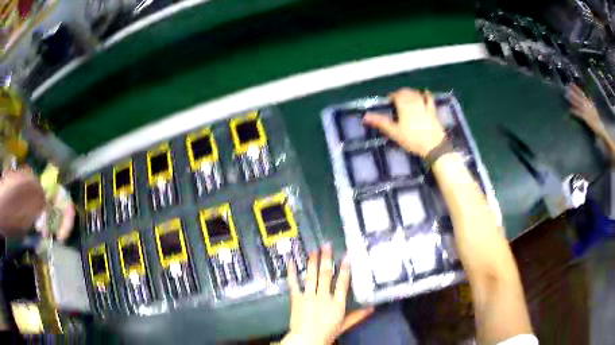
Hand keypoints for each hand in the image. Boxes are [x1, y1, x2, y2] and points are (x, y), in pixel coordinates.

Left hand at [281, 244, 373, 344]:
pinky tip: (290, 261)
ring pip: (312, 276)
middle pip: (326, 275)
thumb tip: (372, 308)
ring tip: (313, 249)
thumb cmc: (327, 333)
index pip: (343, 283)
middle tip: (327, 245)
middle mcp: (323, 296)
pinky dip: (292, 272)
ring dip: (313, 262)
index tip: (346, 256)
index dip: (345, 269)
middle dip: (327, 259)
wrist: (306, 339)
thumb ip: (358, 315)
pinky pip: (294, 283)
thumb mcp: (345, 325)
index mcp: (337, 303)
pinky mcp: (296, 298)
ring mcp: (309, 296)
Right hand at [364, 88, 444, 156]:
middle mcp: (414, 102)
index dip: (392, 96)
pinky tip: (425, 92)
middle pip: (406, 93)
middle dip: (401, 93)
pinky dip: (426, 94)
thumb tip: (365, 117)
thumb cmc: (412, 139)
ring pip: (416, 94)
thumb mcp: (394, 132)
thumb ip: (381, 122)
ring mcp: (424, 106)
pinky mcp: (432, 111)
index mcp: (403, 106)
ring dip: (411, 92)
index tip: (389, 100)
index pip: (397, 96)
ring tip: (407, 95)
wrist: (433, 145)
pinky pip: (429, 99)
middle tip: (397, 98)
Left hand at [567, 84, 606, 134]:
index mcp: (588, 102)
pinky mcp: (585, 117)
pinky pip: (578, 113)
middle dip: (572, 92)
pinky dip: (574, 111)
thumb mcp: (594, 107)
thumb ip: (591, 101)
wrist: (599, 126)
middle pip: (578, 96)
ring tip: (566, 96)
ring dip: (572, 100)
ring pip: (577, 103)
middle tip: (566, 87)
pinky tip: (570, 110)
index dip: (576, 88)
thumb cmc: (597, 118)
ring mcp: (586, 110)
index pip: (581, 93)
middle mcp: (586, 104)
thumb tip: (589, 95)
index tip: (571, 84)